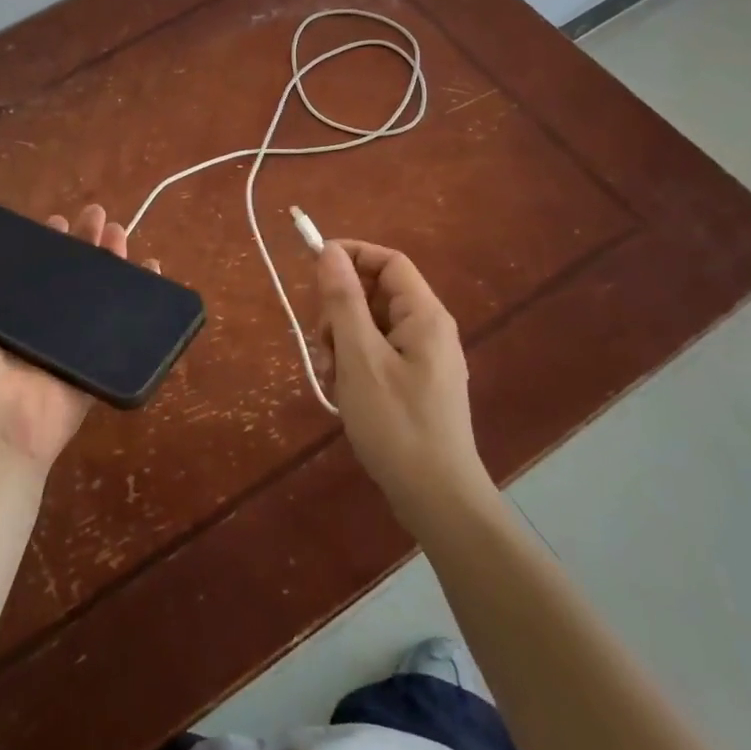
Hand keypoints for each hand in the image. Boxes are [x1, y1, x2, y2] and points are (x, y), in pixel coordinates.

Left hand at [0, 204, 156, 477]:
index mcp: (3, 319)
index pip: (28, 271)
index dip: (42, 245)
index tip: (54, 221)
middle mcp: (38, 328)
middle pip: (69, 275)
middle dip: (84, 243)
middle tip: (98, 215)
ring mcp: (70, 345)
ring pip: (98, 293)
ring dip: (111, 259)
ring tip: (121, 231)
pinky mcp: (95, 362)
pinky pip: (123, 328)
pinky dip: (142, 297)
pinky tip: (152, 267)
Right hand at [317, 239, 493, 530]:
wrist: (437, 498)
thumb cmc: (397, 424)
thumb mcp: (360, 358)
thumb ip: (344, 301)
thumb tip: (330, 251)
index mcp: (424, 315)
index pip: (388, 261)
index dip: (351, 256)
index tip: (313, 269)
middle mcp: (428, 329)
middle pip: (376, 294)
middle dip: (340, 310)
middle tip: (322, 344)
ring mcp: (423, 359)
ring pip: (371, 326)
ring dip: (342, 342)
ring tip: (330, 376)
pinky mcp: (415, 384)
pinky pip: (377, 354)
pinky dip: (354, 364)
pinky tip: (341, 392)